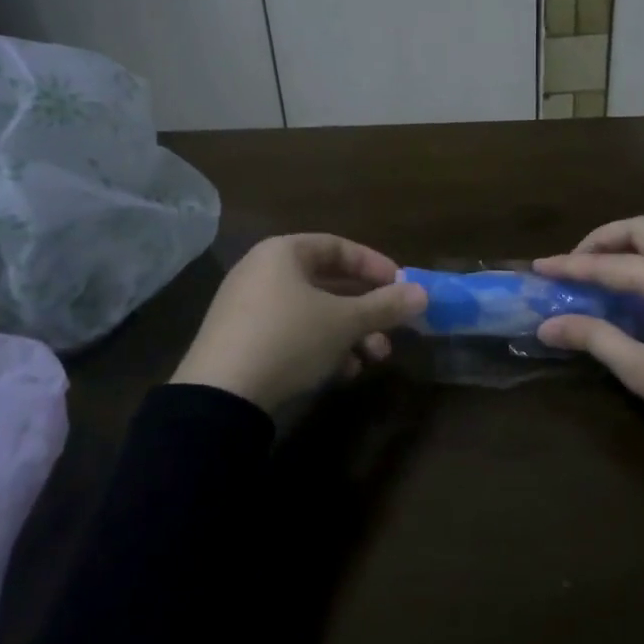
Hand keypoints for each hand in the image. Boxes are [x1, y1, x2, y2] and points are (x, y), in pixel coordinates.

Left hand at [170, 234, 427, 412]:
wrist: (220, 397)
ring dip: (349, 333)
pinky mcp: (241, 341)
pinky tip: (341, 373)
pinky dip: (321, 347)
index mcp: (283, 253)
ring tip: (372, 359)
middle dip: (366, 309)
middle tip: (392, 329)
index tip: (402, 286)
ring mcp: (247, 308)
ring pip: (313, 312)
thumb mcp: (345, 322)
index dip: (374, 265)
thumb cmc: (290, 339)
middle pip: (327, 283)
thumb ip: (386, 305)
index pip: (338, 247)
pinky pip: (292, 333)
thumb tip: (423, 294)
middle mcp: (262, 272)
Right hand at [533, 217, 643, 453]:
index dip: (569, 266)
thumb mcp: (640, 370)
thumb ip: (593, 338)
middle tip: (579, 262)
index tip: (538, 267)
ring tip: (615, 263)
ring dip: (637, 238)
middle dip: (603, 238)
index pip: (608, 264)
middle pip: (641, 228)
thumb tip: (547, 326)